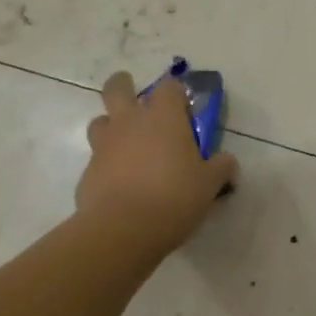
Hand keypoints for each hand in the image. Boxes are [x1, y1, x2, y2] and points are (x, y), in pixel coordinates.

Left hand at [75, 72, 237, 265]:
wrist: (123, 230)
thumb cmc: (174, 196)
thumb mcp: (210, 183)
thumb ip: (221, 167)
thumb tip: (227, 163)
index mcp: (164, 118)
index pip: (169, 87)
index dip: (176, 93)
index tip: (183, 106)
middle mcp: (130, 123)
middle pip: (117, 89)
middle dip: (123, 84)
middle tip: (131, 92)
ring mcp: (104, 147)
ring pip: (100, 122)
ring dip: (111, 126)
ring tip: (126, 143)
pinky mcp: (87, 174)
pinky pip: (97, 160)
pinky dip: (107, 166)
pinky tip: (121, 185)